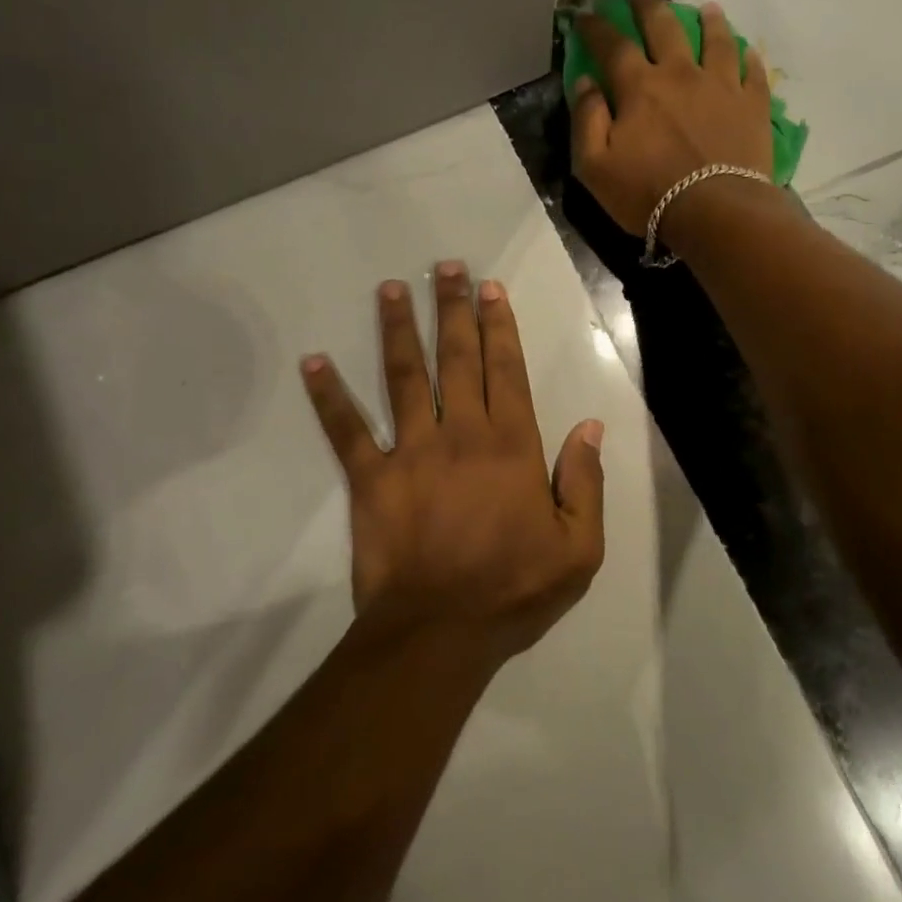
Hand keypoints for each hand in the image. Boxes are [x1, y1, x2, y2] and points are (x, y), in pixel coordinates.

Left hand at [300, 262, 605, 668]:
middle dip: (453, 309)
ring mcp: (411, 452)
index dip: (500, 326)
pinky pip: (346, 431)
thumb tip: (590, 427)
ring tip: (391, 289)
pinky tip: (312, 362)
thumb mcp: (579, 548)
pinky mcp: (371, 479)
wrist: (439, 634)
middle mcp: (461, 434)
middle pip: (457, 359)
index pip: (506, 371)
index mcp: (512, 447)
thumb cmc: (513, 591)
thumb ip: (585, 483)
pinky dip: (328, 396)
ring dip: (399, 330)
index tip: (491, 290)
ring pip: (404, 377)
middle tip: (446, 267)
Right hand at [572, 0, 774, 236]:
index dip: (596, 28)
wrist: (717, 212)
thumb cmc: (649, 194)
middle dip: (648, 5)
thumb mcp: (595, 167)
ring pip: (716, 41)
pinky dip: (749, 59)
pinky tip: (749, 53)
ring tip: (708, 8)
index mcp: (639, 87)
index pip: (612, 46)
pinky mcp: (753, 105)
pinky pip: (753, 73)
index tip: (586, 16)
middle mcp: (681, 74)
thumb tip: (584, 83)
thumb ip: (587, 120)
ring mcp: (722, 86)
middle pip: (664, 27)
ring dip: (709, 21)